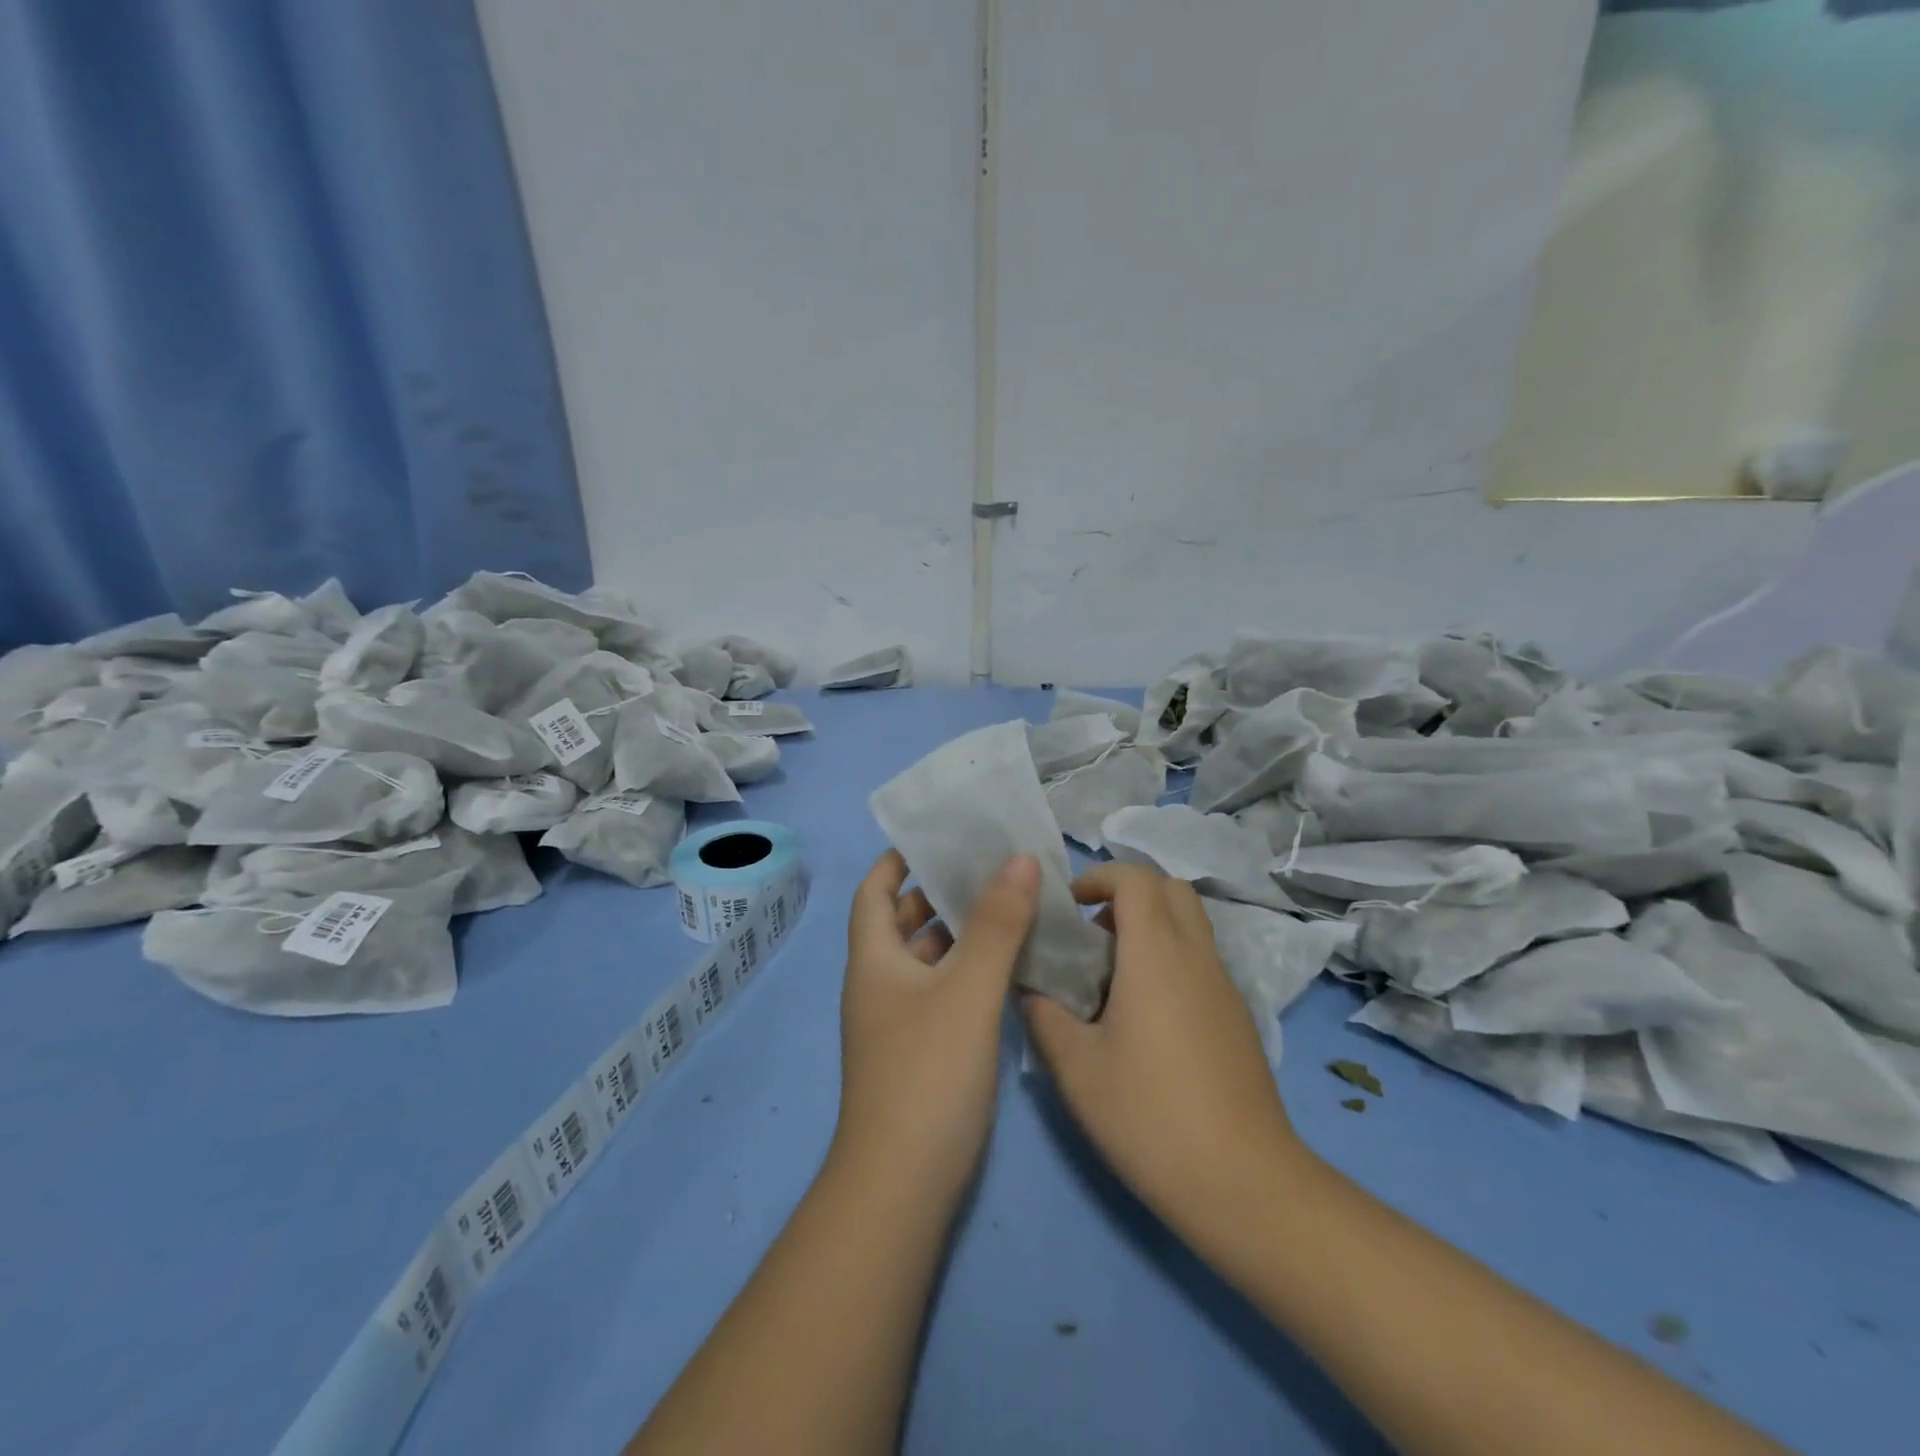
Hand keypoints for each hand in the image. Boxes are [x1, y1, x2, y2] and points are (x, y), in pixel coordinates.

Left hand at [832, 850, 1040, 1205]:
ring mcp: (897, 1019)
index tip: (939, 835)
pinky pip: (941, 989)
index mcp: (874, 959)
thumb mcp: (968, 991)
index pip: (874, 889)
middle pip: (901, 920)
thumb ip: (997, 925)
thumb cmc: (928, 1074)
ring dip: (957, 930)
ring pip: (925, 957)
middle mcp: (879, 983)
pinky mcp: (920, 1048)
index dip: (898, 858)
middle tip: (987, 864)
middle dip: (937, 890)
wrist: (903, 1186)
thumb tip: (1019, 859)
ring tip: (1006, 903)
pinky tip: (1006, 965)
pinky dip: (966, 968)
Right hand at [1021, 864, 1309, 1249]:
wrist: (1244, 1185)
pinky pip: (1200, 958)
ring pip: (1190, 923)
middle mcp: (1196, 957)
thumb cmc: (1150, 1117)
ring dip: (1150, 925)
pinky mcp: (1236, 1016)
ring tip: (1111, 973)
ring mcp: (1223, 986)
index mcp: (1156, 955)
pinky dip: (1169, 956)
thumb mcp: (1076, 1069)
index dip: (1099, 876)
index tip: (1068, 906)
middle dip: (1127, 893)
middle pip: (1170, 888)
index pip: (1136, 879)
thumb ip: (1044, 1016)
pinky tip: (1143, 1014)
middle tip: (1090, 932)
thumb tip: (1028, 987)